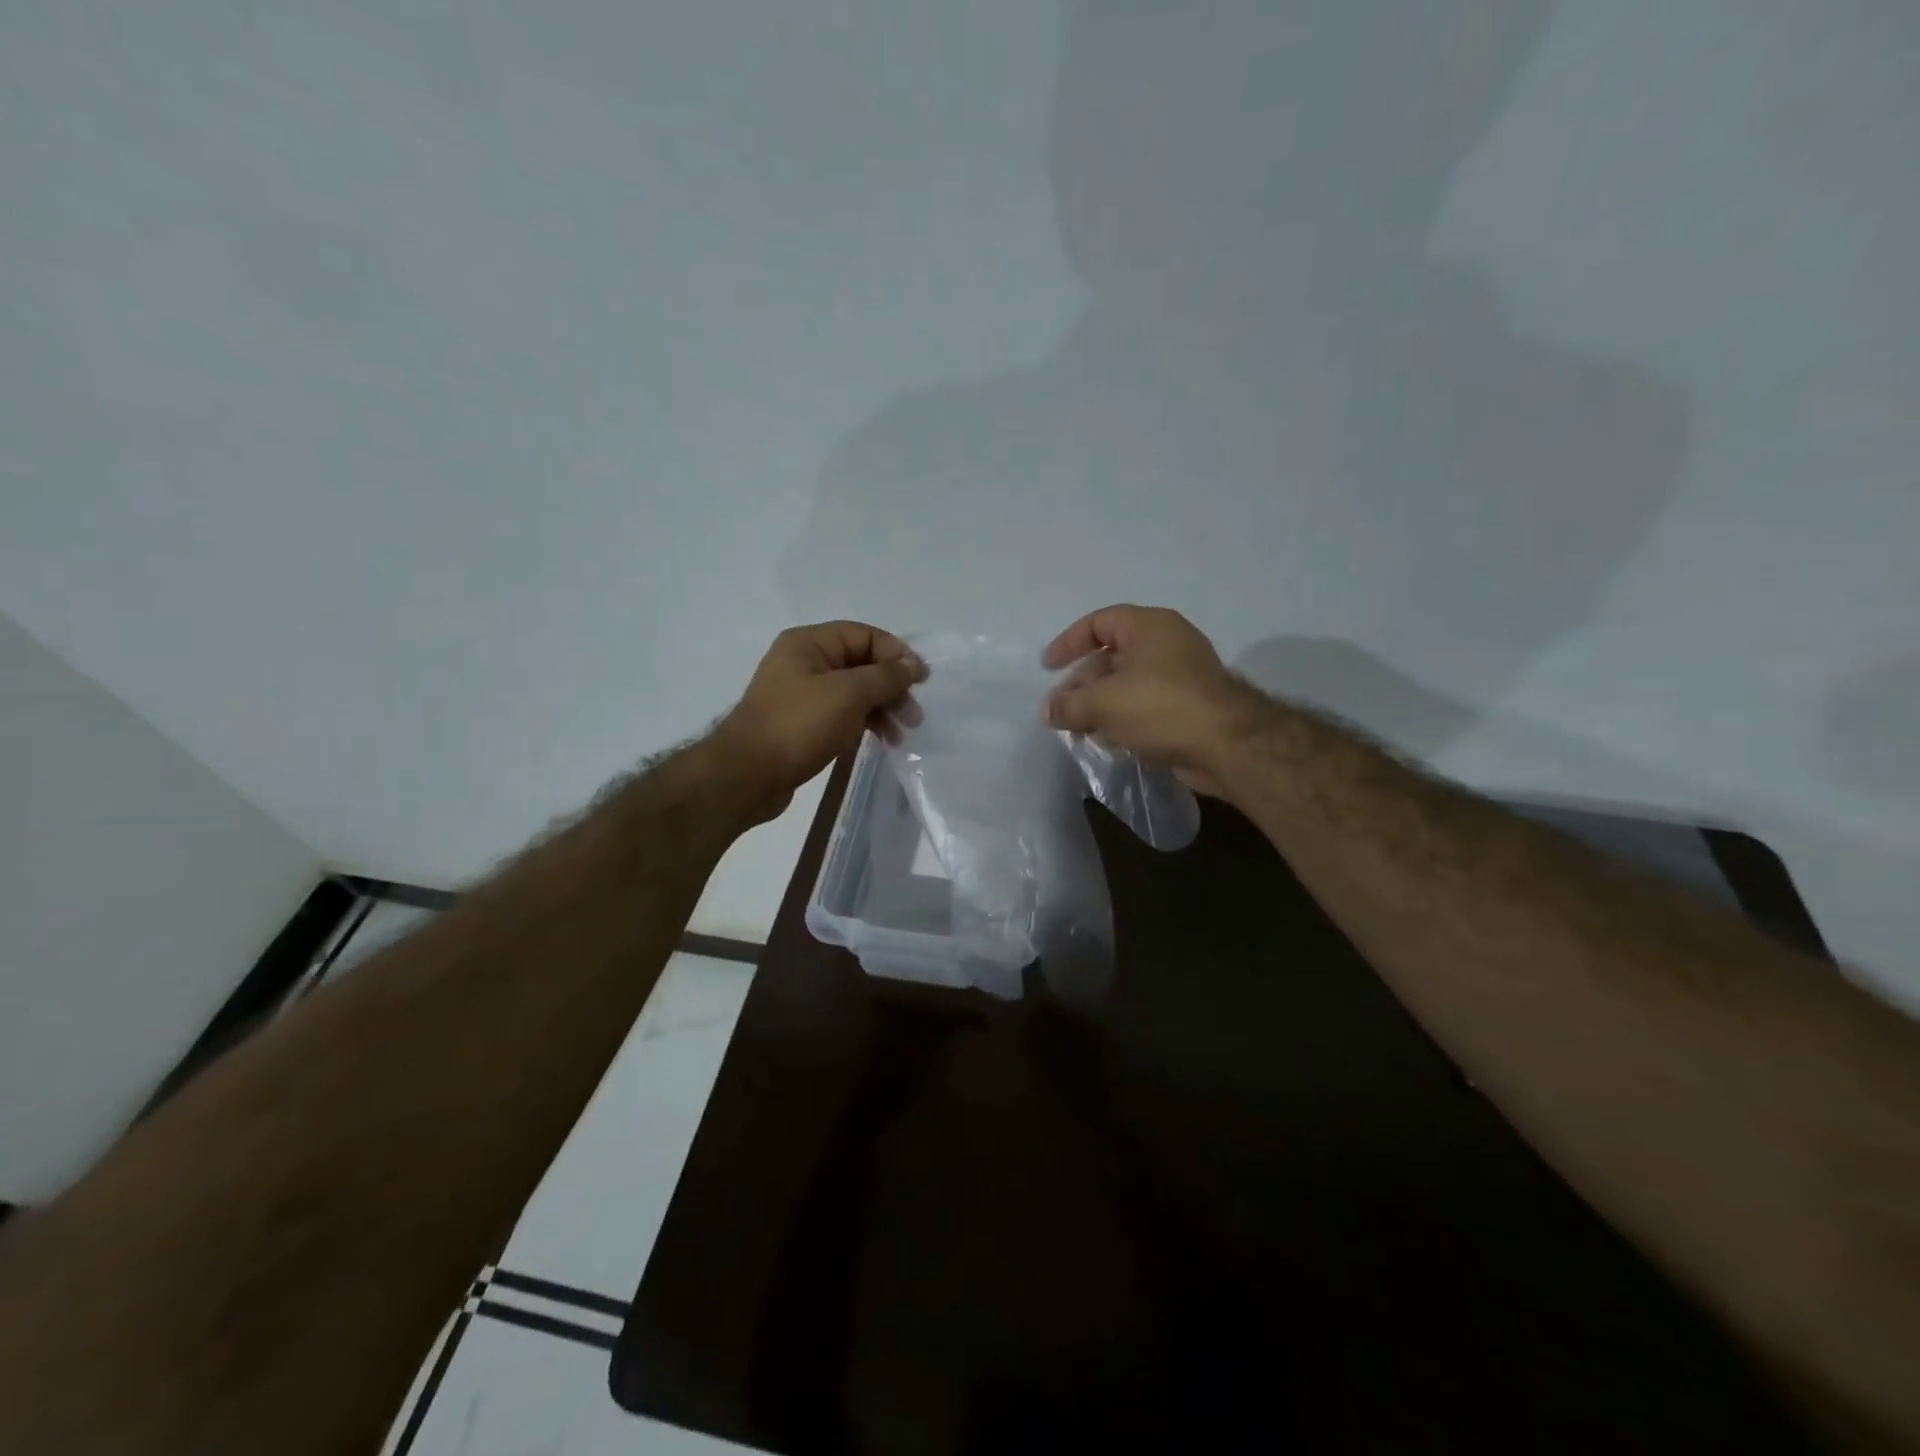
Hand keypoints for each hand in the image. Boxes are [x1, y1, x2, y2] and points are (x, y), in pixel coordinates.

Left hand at [715, 621, 925, 819]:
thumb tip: (914, 663)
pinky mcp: (803, 724)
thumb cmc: (798, 726)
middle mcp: (804, 662)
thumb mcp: (848, 694)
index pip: (864, 635)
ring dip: (882, 708)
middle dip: (891, 686)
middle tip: (913, 716)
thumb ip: (886, 676)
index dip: (896, 654)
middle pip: (861, 663)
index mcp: (809, 643)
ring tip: (901, 734)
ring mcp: (802, 694)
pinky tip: (881, 740)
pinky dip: (864, 723)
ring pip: (854, 692)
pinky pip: (842, 714)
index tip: (920, 681)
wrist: (747, 776)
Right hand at [1042, 605, 1253, 793]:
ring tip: (1079, 727)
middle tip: (1061, 708)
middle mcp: (1168, 643)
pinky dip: (1124, 716)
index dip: (1069, 642)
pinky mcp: (1190, 704)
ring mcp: (1182, 674)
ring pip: (1129, 682)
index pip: (1099, 622)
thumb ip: (1069, 705)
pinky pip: (1146, 703)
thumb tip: (1048, 711)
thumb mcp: (1104, 703)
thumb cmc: (1161, 707)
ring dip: (1101, 703)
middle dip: (1082, 682)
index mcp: (1150, 626)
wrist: (1227, 745)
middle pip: (1112, 654)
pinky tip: (1108, 738)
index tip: (1048, 668)